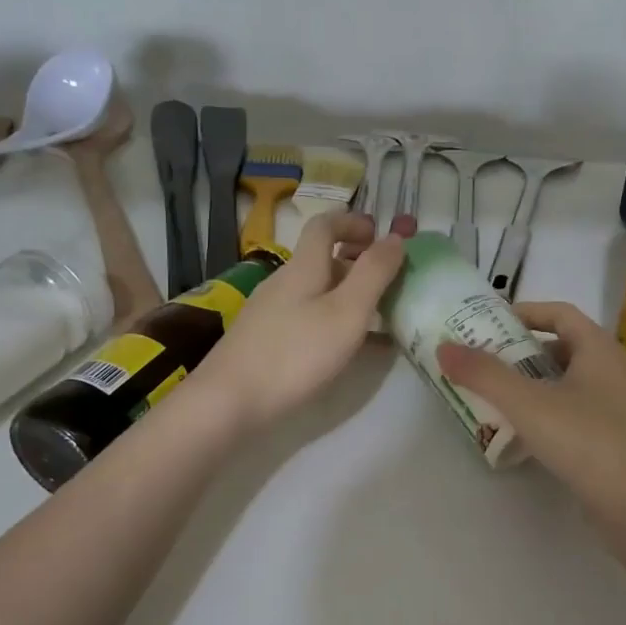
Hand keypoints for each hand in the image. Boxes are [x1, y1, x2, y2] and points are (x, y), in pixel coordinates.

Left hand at [195, 211, 404, 427]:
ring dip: (349, 295)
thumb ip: (373, 273)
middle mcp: (284, 283)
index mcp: (303, 267)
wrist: (230, 402)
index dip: (353, 222)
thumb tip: (396, 237)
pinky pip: (308, 318)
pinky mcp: (265, 341)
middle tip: (390, 281)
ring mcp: (271, 313)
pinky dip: (334, 322)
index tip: (381, 236)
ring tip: (379, 318)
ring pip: (316, 291)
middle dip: (357, 263)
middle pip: (322, 259)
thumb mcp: (346, 312)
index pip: (324, 225)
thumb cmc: (295, 354)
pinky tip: (350, 350)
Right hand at [436, 301, 625, 506]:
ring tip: (492, 394)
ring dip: (529, 383)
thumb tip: (444, 347)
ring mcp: (612, 406)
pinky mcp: (609, 437)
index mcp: (597, 348)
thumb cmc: (586, 440)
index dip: (526, 312)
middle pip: (560, 347)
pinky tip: (518, 431)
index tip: (490, 322)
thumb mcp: (527, 403)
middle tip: (482, 360)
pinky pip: (569, 411)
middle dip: (520, 351)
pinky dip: (542, 412)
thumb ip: (484, 374)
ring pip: (563, 382)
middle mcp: (609, 370)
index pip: (560, 313)